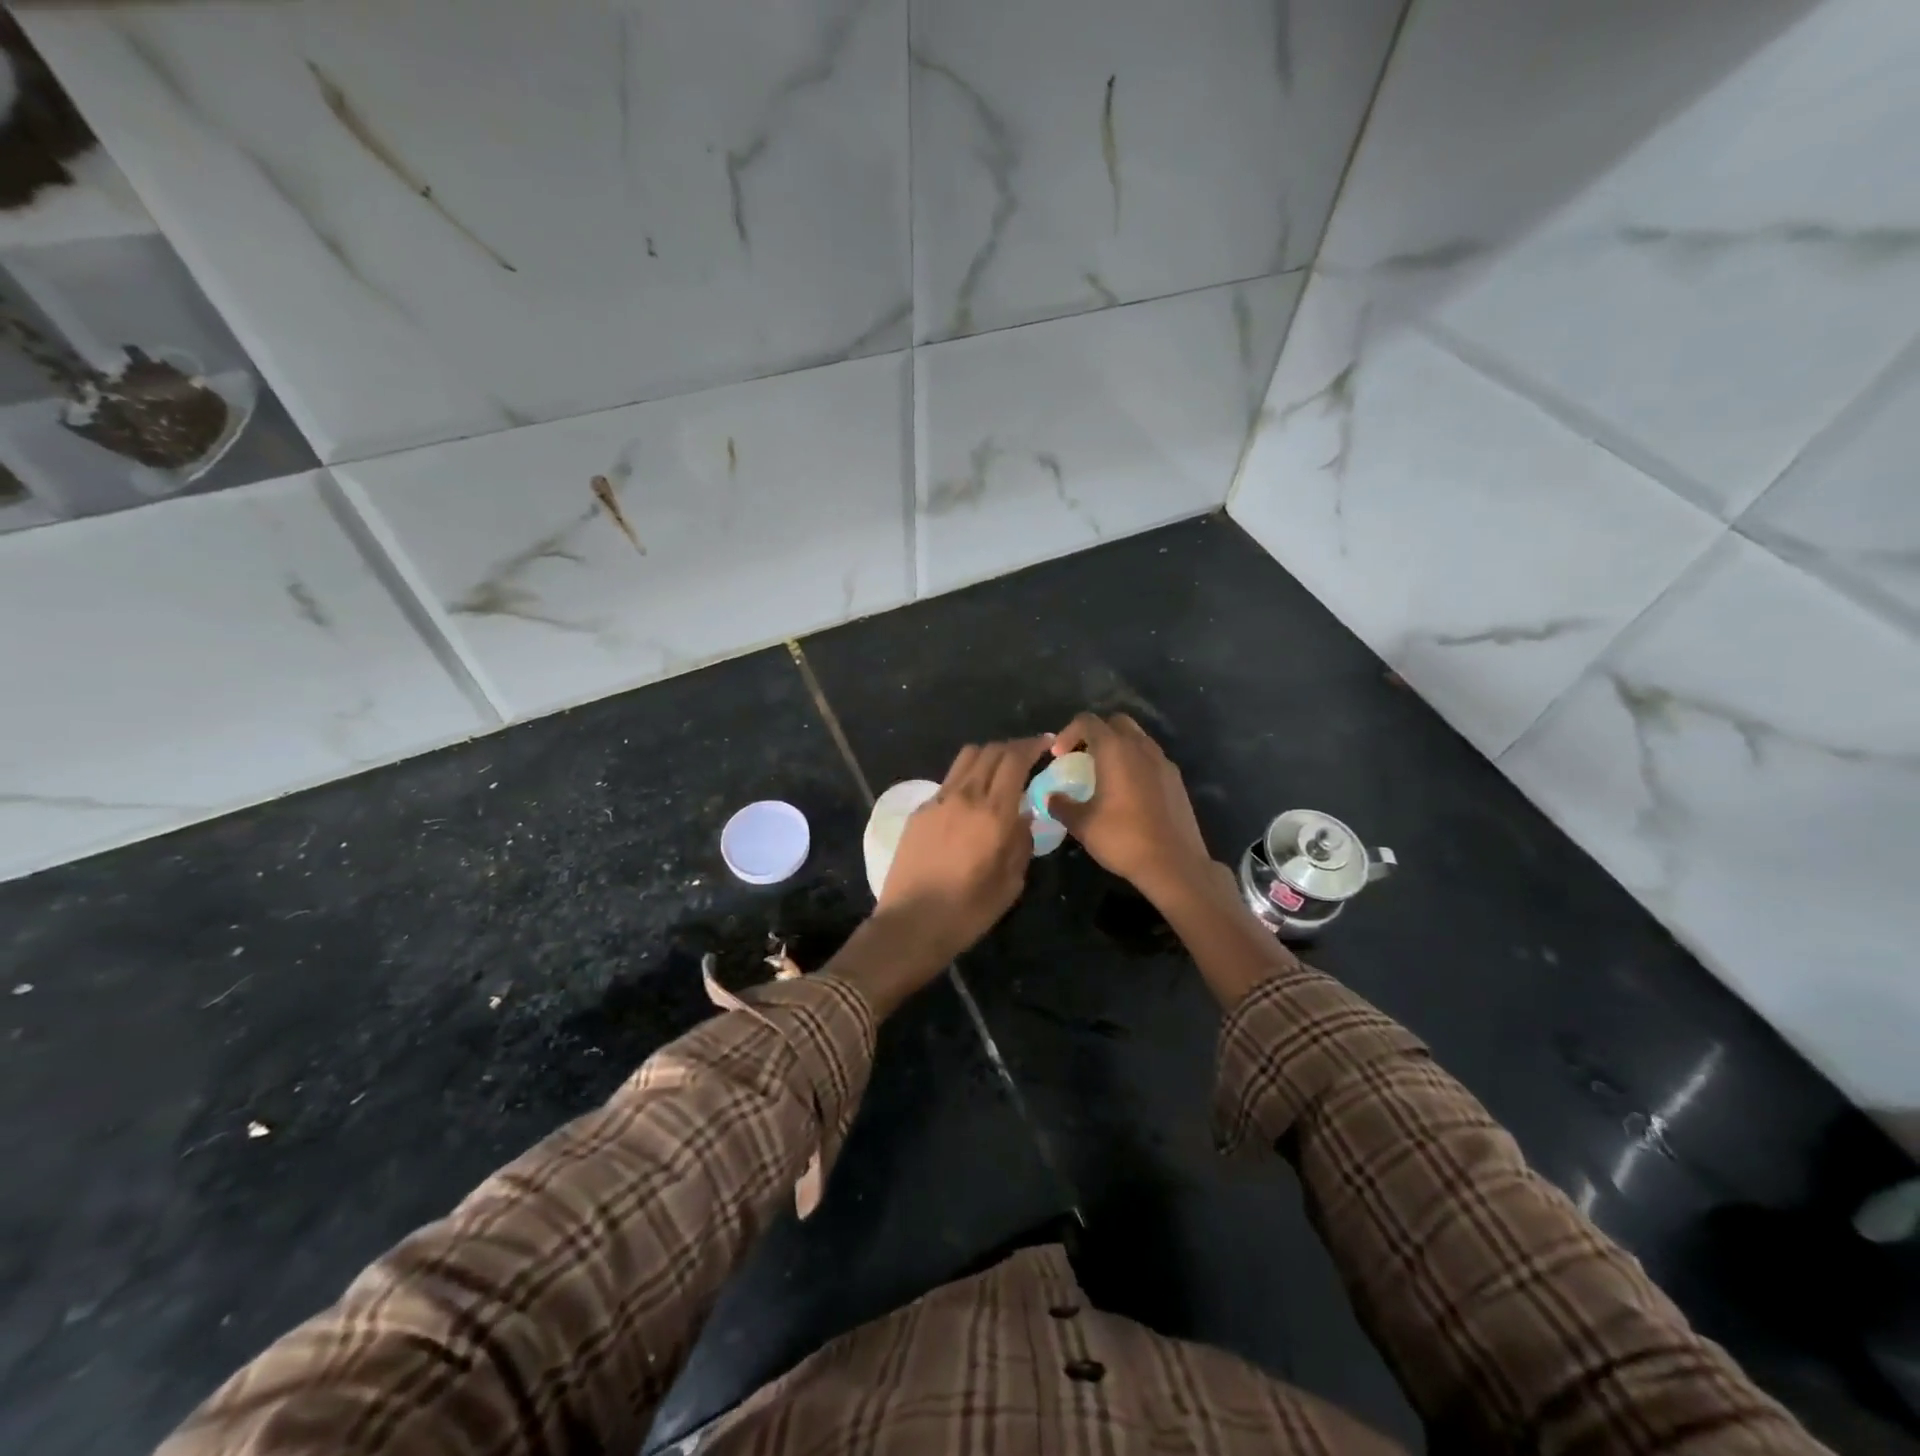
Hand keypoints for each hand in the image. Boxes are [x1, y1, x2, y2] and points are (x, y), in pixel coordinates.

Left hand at [873, 735, 1052, 968]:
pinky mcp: (920, 811)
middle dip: (1013, 747)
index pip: (1014, 760)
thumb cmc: (968, 911)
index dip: (1032, 746)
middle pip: (991, 751)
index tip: (1046, 745)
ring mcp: (938, 801)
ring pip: (966, 758)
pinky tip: (972, 799)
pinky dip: (967, 777)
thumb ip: (1022, 843)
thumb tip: (1024, 818)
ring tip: (1000, 770)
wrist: (910, 923)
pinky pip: (949, 781)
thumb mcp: (1010, 883)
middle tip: (1028, 756)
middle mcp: (965, 796)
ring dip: (988, 755)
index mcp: (993, 813)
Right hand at [1045, 712, 1214, 902]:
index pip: (1088, 721)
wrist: (1174, 864)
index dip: (1068, 733)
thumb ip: (1062, 805)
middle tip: (1082, 758)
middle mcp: (1141, 747)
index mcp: (1115, 750)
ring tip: (1104, 774)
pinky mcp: (1176, 779)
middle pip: (1116, 722)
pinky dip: (1135, 762)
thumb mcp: (1083, 825)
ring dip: (1117, 747)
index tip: (1058, 756)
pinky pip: (1151, 758)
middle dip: (1095, 733)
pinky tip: (1128, 791)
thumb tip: (1051, 797)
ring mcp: (1163, 762)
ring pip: (1137, 738)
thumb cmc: (1124, 839)